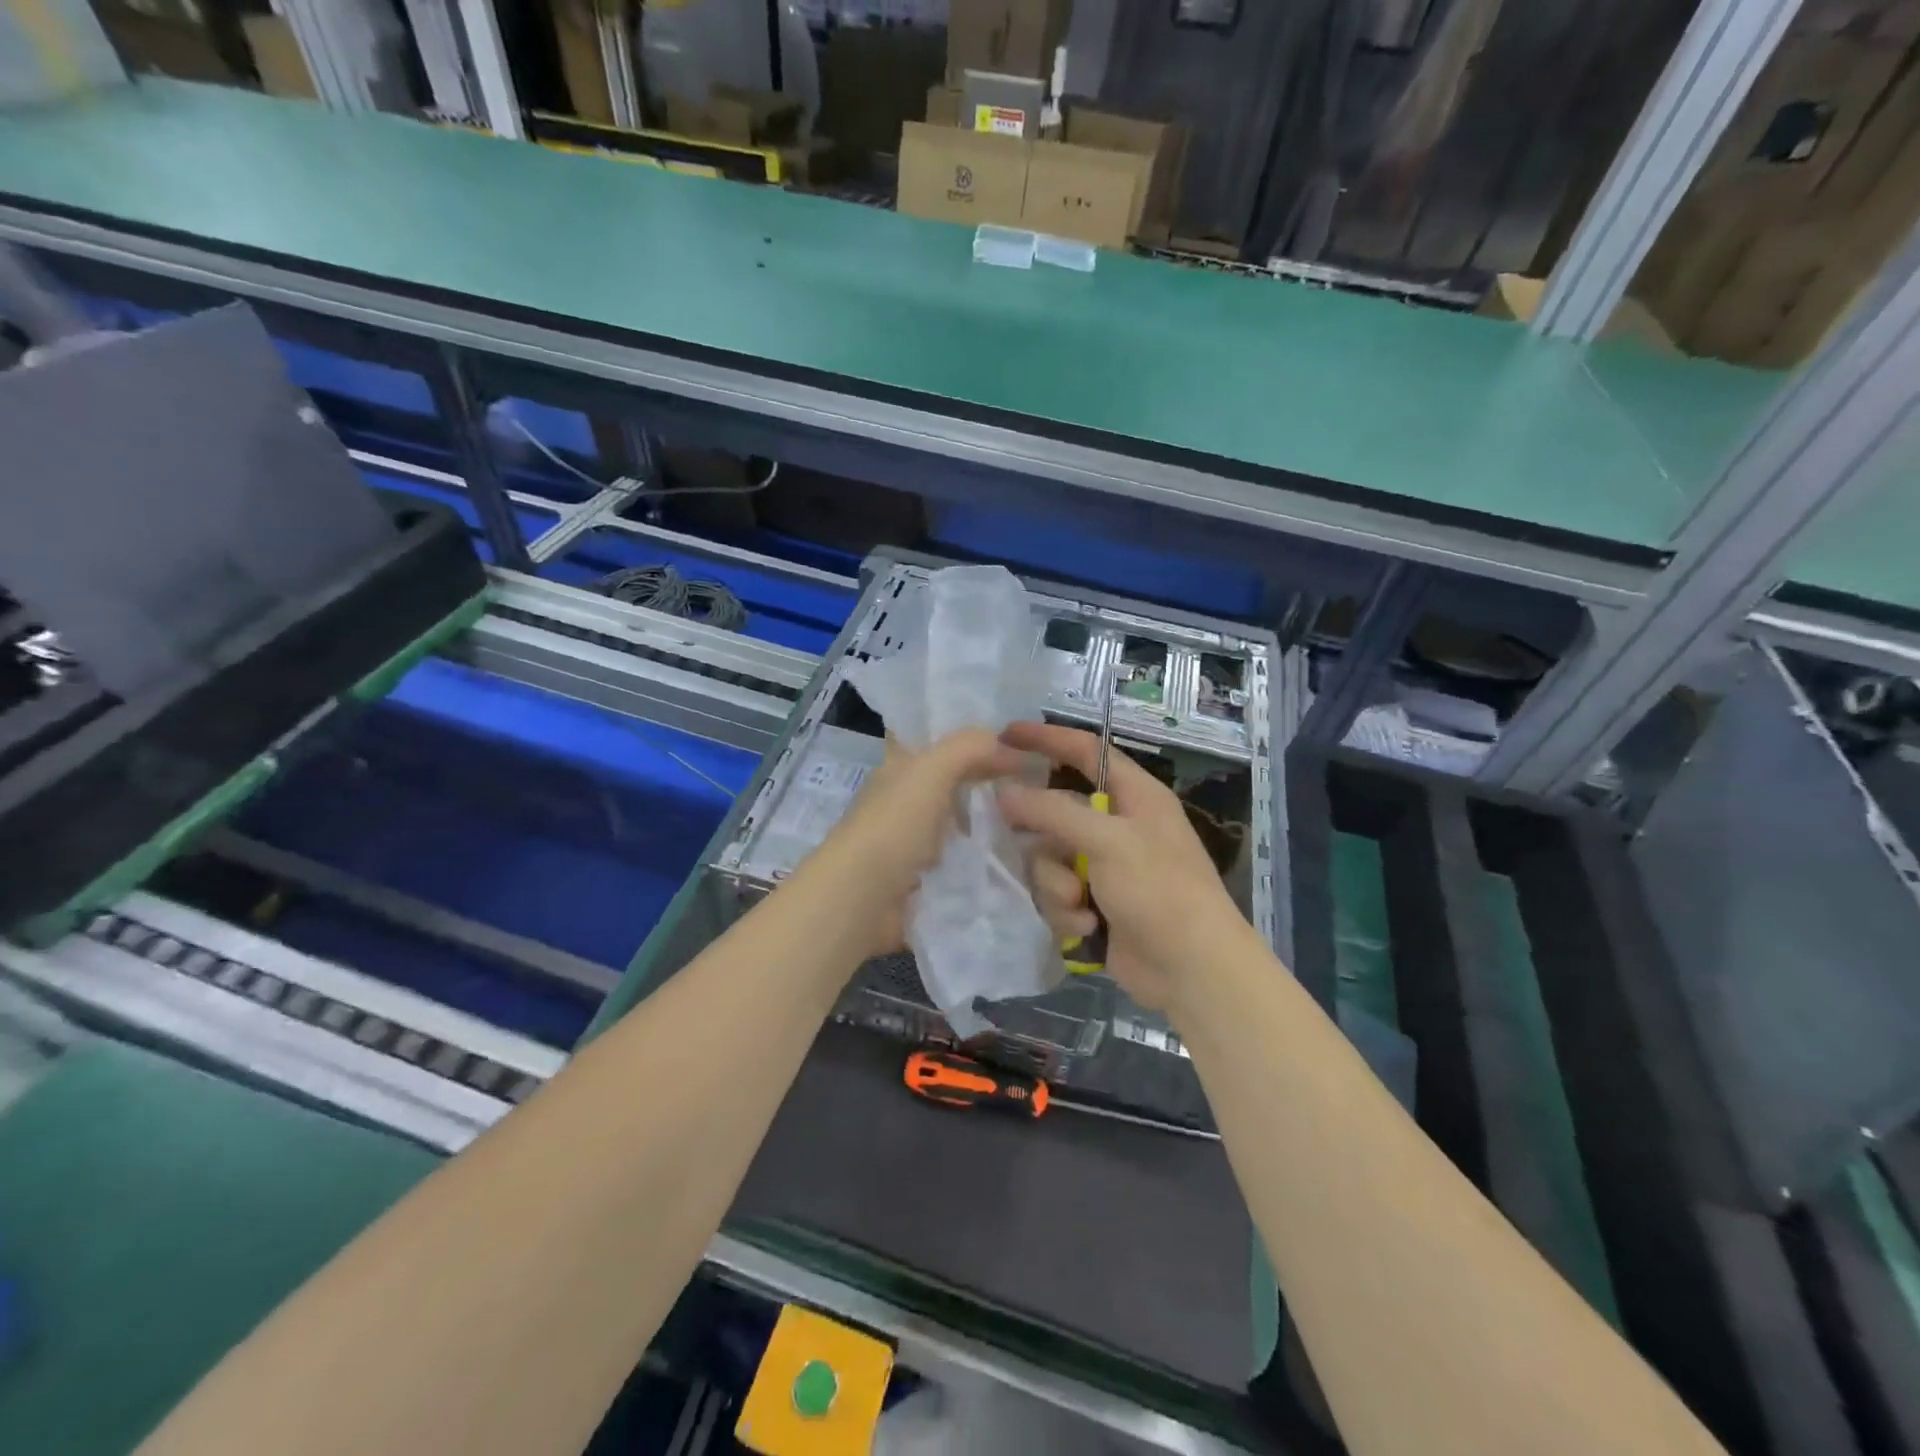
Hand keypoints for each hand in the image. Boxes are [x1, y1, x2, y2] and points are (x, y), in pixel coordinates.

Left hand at [803, 728, 1026, 959]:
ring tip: (1036, 821)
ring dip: (991, 824)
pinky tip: (1017, 858)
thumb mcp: (931, 771)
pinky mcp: (924, 881)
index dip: (972, 740)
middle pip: (952, 784)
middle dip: (989, 783)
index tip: (1020, 743)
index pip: (936, 743)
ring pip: (960, 824)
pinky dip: (985, 860)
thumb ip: (969, 748)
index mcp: (899, 770)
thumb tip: (1009, 747)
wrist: (862, 901)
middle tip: (1038, 784)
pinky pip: (962, 863)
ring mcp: (913, 844)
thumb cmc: (893, 827)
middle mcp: (904, 802)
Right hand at [998, 721, 1241, 1013]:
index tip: (1005, 734)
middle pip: (1056, 810)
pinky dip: (1067, 910)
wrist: (1191, 969)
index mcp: (1133, 795)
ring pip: (1049, 858)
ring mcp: (1103, 867)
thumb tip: (1003, 792)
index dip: (1047, 738)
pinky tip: (1087, 927)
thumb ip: (1053, 811)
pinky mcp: (1093, 903)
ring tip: (1079, 902)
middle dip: (1042, 833)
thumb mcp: (1108, 841)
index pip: (1085, 751)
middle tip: (1010, 833)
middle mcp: (1116, 825)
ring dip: (1057, 884)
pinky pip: (1057, 893)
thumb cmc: (1159, 890)